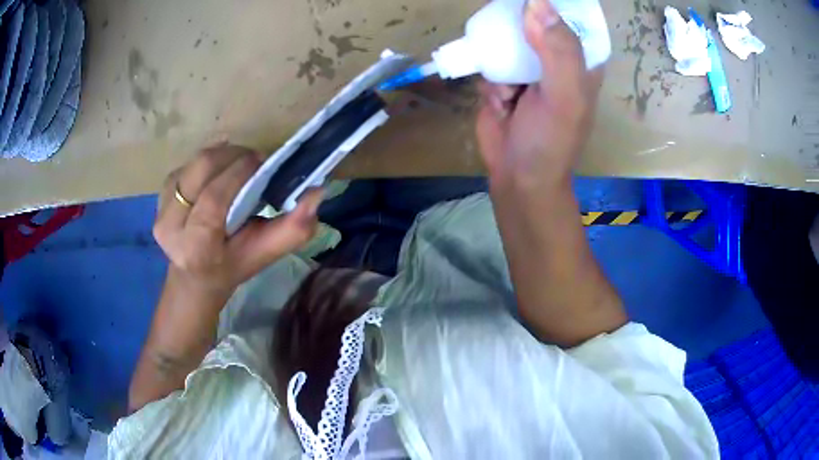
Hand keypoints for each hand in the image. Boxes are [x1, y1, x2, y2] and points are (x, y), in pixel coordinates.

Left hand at [153, 144, 321, 301]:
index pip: (214, 196)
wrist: (196, 273)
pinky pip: (189, 164)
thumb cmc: (233, 265)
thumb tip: (316, 192)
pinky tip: (219, 174)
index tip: (262, 162)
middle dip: (233, 156)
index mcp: (195, 247)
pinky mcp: (161, 194)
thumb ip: (293, 229)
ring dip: (222, 157)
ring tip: (239, 167)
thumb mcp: (265, 254)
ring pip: (196, 162)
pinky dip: (209, 162)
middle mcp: (169, 226)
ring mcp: (160, 208)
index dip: (239, 171)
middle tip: (254, 162)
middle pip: (202, 168)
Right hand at [475, 0, 602, 190]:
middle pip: (534, 20)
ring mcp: (526, 69)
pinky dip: (489, 78)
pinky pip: (489, 61)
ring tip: (510, 92)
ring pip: (507, 38)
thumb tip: (537, 2)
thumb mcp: (565, 95)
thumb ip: (558, 50)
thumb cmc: (551, 140)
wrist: (518, 177)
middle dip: (517, 23)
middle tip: (511, 40)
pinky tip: (499, 103)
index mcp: (581, 61)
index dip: (554, 5)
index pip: (571, 18)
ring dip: (500, 57)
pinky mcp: (501, 81)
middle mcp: (554, 59)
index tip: (529, 4)